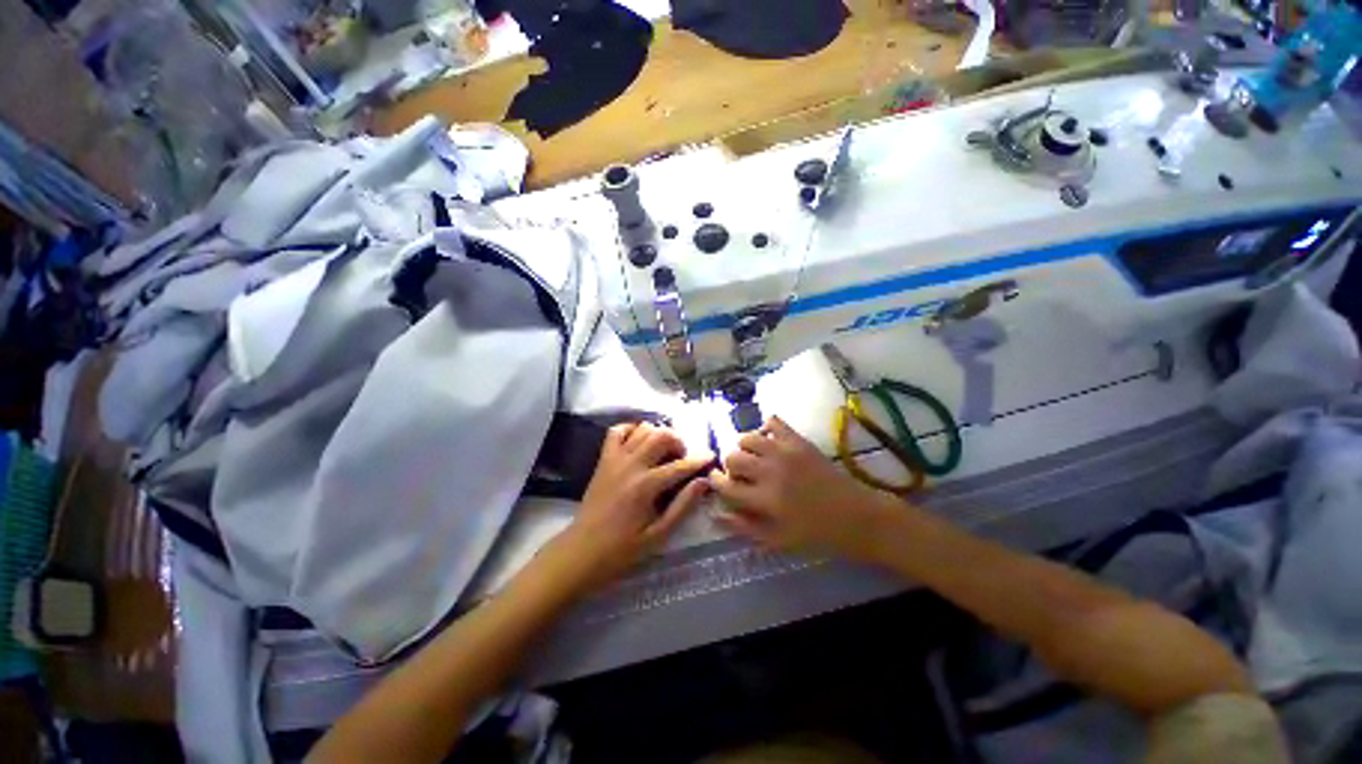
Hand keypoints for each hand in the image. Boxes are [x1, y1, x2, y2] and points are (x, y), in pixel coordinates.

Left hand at [549, 422, 712, 590]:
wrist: (581, 551)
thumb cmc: (622, 549)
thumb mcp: (658, 535)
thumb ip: (682, 506)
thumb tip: (703, 482)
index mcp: (645, 486)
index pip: (679, 466)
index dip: (698, 460)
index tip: (711, 456)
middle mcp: (631, 465)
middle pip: (660, 436)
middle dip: (678, 441)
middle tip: (682, 457)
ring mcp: (614, 459)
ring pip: (642, 429)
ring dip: (658, 434)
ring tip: (664, 451)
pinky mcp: (603, 460)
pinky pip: (617, 432)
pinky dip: (632, 430)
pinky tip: (640, 442)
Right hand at [709, 416, 899, 558]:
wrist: (858, 517)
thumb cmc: (817, 534)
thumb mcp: (777, 540)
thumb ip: (743, 527)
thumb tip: (714, 514)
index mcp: (765, 500)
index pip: (726, 486)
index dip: (715, 483)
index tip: (715, 481)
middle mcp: (771, 471)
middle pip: (733, 457)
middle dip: (729, 466)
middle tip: (740, 475)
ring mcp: (786, 452)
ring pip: (747, 437)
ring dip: (744, 447)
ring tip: (754, 458)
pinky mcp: (799, 440)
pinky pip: (773, 422)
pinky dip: (765, 428)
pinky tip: (769, 442)